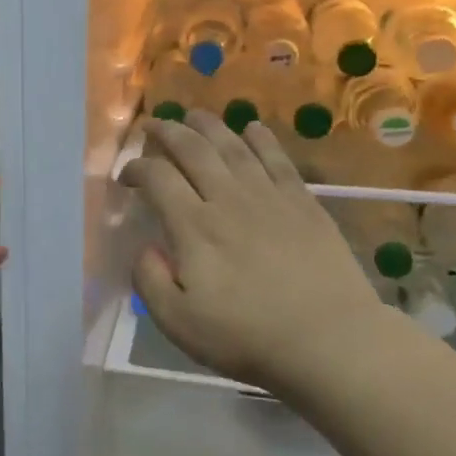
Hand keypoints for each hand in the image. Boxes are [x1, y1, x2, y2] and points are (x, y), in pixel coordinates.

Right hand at [120, 112, 383, 393]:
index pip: (157, 178)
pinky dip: (261, 139)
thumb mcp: (177, 322)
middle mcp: (228, 200)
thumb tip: (145, 248)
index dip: (136, 169)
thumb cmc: (246, 336)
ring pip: (233, 146)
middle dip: (168, 132)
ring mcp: (269, 197)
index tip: (126, 178)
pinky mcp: (303, 204)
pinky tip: (252, 128)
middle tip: (153, 125)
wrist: (329, 341)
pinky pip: (277, 159)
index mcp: (193, 227)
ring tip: (193, 115)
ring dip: (209, 126)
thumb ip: (150, 280)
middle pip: (193, 150)